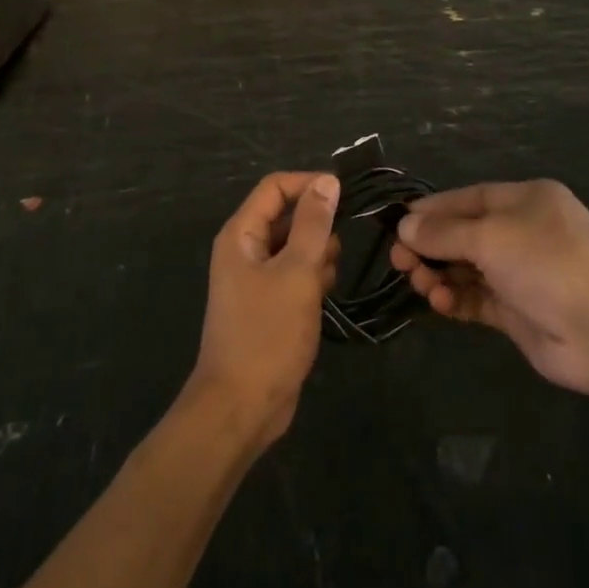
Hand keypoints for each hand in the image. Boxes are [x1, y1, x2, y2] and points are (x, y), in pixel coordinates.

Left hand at [190, 172, 339, 448]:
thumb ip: (313, 224)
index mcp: (241, 234)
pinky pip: (295, 273)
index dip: (309, 184)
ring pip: (294, 245)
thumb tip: (327, 182)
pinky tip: (325, 294)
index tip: (347, 196)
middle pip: (286, 215)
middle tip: (338, 248)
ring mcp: (255, 278)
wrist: (242, 406)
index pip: (275, 187)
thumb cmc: (268, 334)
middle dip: (317, 225)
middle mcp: (244, 249)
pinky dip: (312, 277)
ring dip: (317, 254)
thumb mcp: (297, 273)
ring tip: (328, 277)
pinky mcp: (268, 303)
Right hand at [391, 180, 588, 396]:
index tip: (397, 224)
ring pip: (466, 269)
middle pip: (463, 234)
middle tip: (399, 262)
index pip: (467, 198)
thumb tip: (404, 227)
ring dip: (439, 274)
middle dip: (430, 247)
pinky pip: (476, 299)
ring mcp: (522, 274)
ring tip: (421, 285)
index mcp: (525, 200)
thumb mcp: (489, 236)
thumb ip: (443, 232)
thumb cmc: (547, 262)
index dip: (431, 210)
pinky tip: (439, 303)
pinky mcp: (519, 312)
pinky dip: (455, 299)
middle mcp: (523, 232)